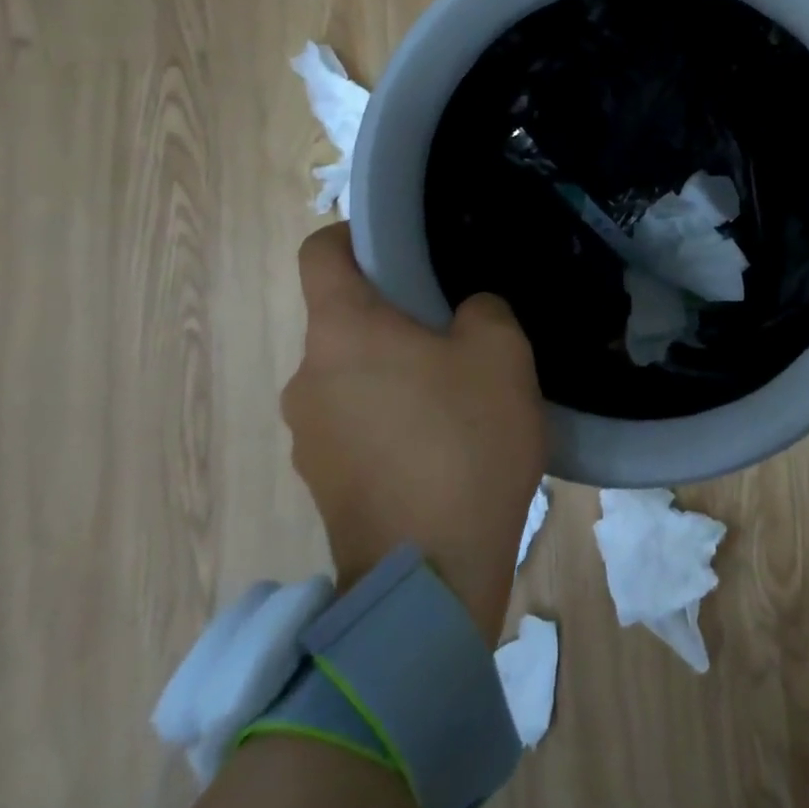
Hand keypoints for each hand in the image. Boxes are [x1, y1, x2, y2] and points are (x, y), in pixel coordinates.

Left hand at [281, 224, 548, 641]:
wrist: (433, 572)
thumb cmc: (465, 441)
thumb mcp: (501, 352)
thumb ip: (482, 309)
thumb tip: (463, 316)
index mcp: (342, 332)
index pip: (321, 252)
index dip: (356, 236)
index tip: (405, 251)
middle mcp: (307, 378)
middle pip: (344, 320)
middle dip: (397, 317)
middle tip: (461, 334)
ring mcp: (308, 437)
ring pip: (354, 376)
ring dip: (398, 373)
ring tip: (460, 398)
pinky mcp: (325, 483)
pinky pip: (358, 424)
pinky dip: (393, 420)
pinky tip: (444, 447)